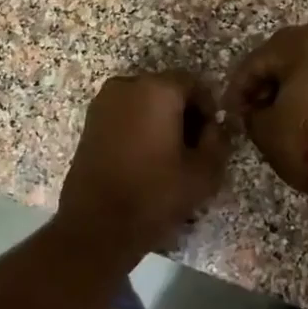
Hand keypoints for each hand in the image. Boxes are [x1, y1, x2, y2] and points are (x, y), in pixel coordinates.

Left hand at [57, 71, 229, 257]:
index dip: (209, 109)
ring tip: (169, 156)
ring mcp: (103, 103)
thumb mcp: (204, 172)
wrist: (97, 224)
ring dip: (160, 121)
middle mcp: (126, 86)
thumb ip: (219, 141)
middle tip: (194, 148)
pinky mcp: (89, 124)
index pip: (194, 84)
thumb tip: (215, 127)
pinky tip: (145, 159)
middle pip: (166, 90)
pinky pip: (124, 115)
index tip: (213, 137)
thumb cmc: (155, 194)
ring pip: (144, 102)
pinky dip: (138, 128)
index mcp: (157, 89)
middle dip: (184, 113)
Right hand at [227, 25, 307, 193]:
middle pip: (288, 53)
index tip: (231, 108)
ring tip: (281, 110)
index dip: (239, 86)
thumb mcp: (264, 128)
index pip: (258, 59)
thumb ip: (250, 111)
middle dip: (268, 79)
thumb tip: (253, 109)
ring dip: (294, 81)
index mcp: (304, 43)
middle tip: (254, 105)